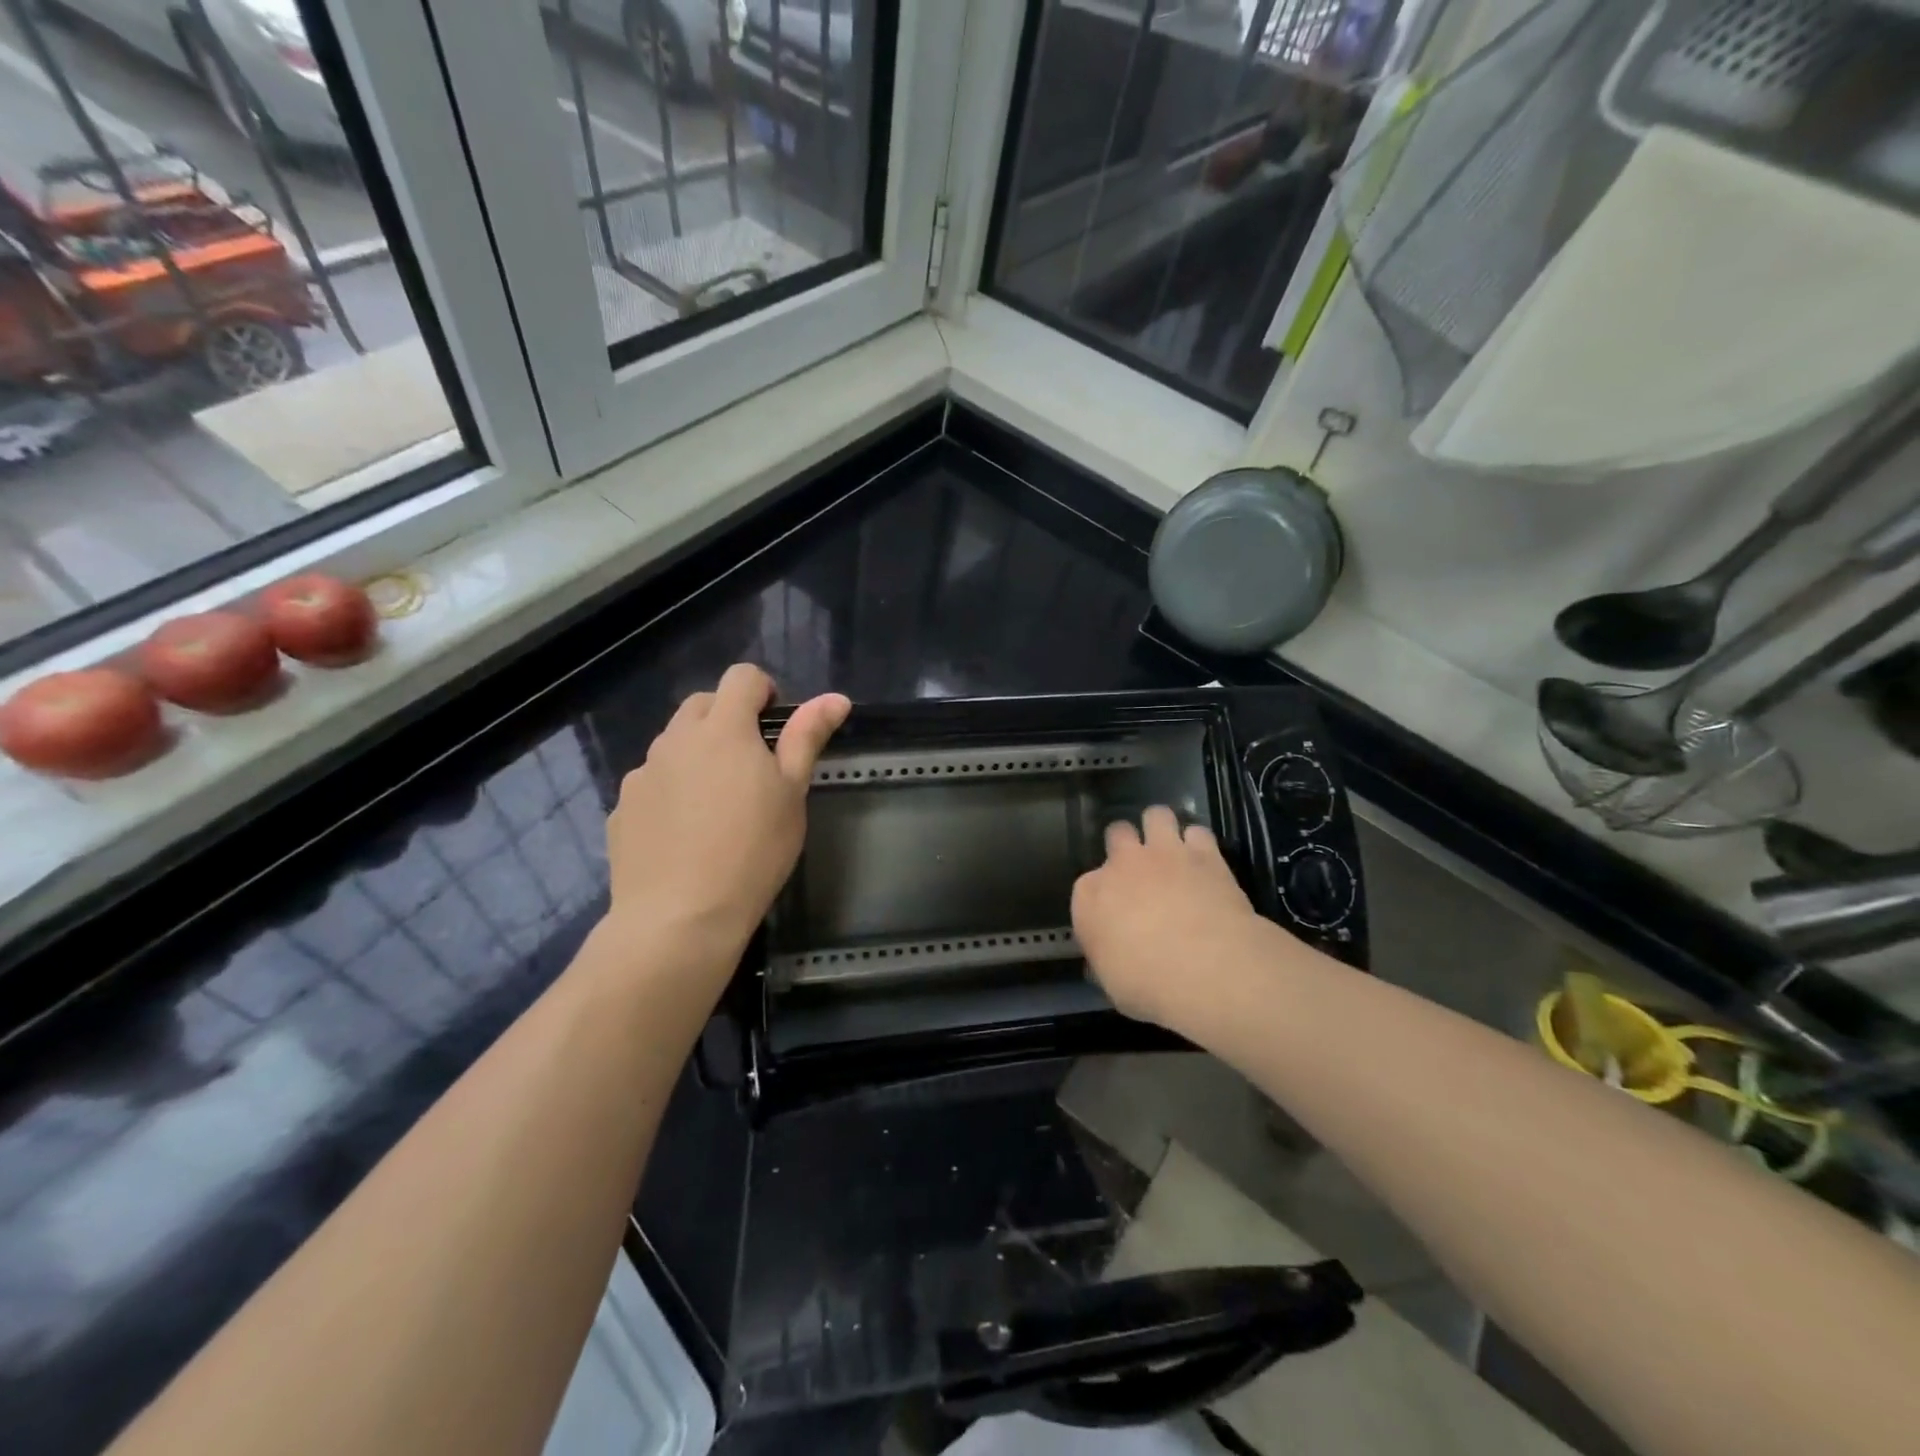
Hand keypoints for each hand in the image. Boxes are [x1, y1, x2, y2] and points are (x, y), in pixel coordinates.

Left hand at [606, 663, 848, 964]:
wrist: (679, 918)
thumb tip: (836, 697)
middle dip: (729, 720)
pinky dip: (671, 792)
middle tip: (751, 768)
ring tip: (717, 807)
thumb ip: (808, 738)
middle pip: (703, 705)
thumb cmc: (752, 851)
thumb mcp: (792, 793)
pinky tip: (685, 835)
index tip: (777, 728)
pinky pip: (652, 784)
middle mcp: (675, 740)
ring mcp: (642, 774)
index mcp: (723, 729)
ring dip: (697, 756)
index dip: (764, 691)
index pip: (741, 677)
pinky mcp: (621, 808)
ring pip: (674, 745)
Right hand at [1072, 807, 1289, 1031]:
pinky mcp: (1204, 853)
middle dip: (1126, 844)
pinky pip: (1198, 832)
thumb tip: (1109, 960)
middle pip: (1118, 833)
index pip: (1086, 884)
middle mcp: (1122, 864)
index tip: (1114, 912)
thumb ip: (1107, 961)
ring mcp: (1164, 853)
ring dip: (1161, 828)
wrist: (1206, 967)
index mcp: (1090, 895)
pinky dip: (1199, 843)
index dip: (1102, 895)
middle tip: (1141, 867)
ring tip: (1171, 847)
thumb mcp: (1114, 984)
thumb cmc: (1148, 984)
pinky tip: (1203, 858)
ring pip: (1156, 815)